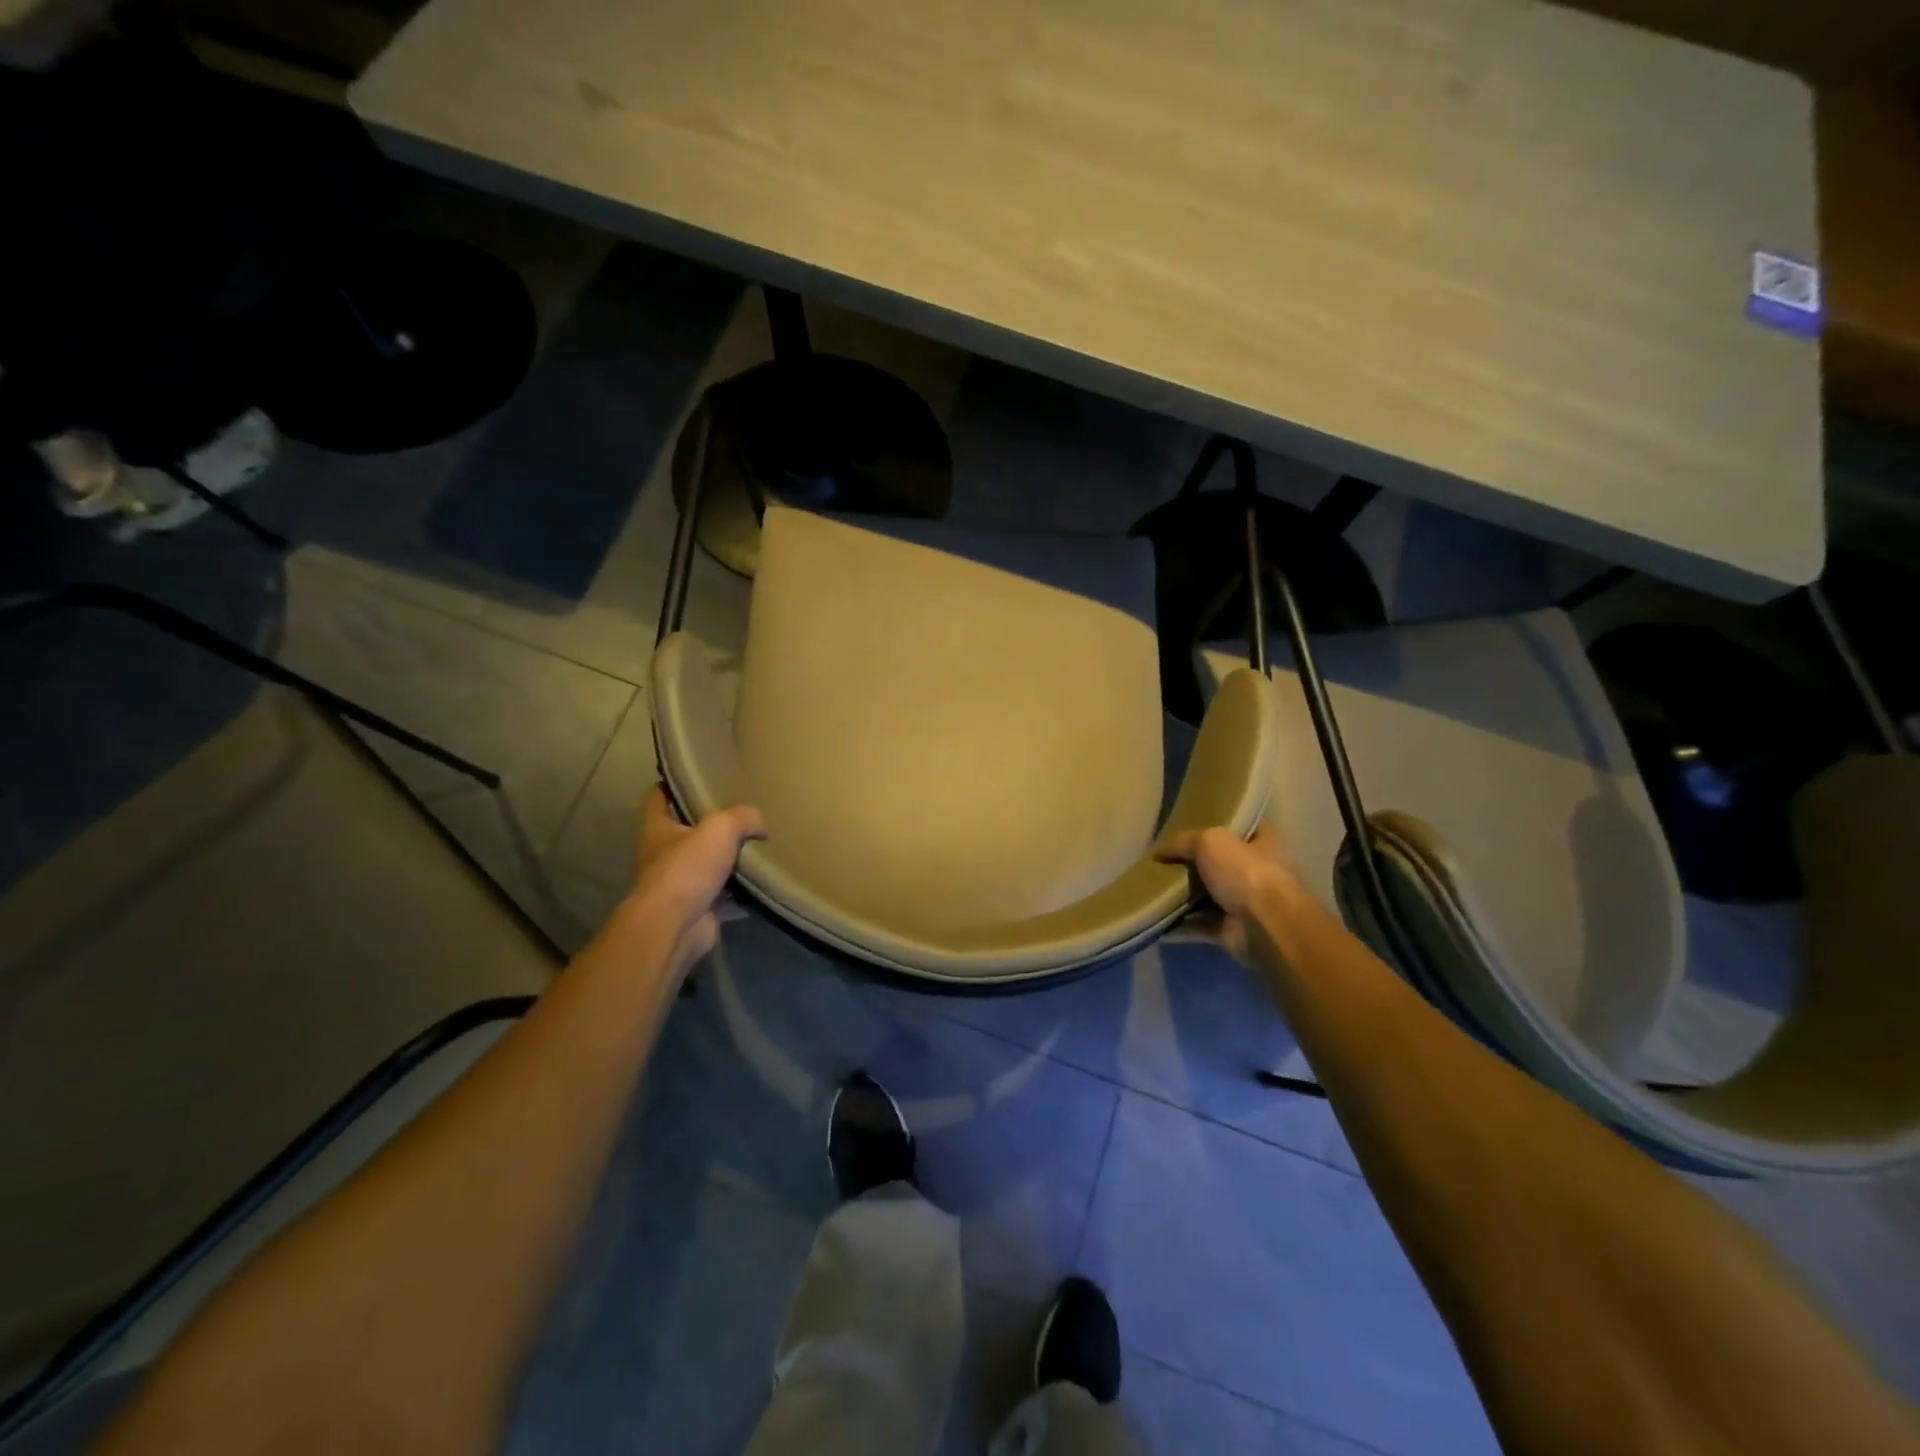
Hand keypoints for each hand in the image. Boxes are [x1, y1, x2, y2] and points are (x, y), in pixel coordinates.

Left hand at [630, 787, 764, 974]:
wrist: (675, 927)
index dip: (673, 784)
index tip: (697, 776)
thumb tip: (761, 825)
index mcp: (657, 828)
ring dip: (729, 861)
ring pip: (707, 866)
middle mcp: (662, 855)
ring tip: (760, 847)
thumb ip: (743, 817)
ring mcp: (679, 885)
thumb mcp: (720, 828)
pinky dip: (742, 894)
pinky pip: (725, 896)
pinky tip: (765, 884)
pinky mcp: (697, 909)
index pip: (659, 797)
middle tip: (743, 813)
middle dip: (711, 825)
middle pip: (687, 833)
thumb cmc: (687, 869)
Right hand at [1159, 820, 1299, 966]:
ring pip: (1207, 896)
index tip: (1195, 822)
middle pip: (1221, 863)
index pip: (1245, 827)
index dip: (1223, 822)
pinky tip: (1156, 917)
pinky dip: (1180, 924)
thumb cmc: (1244, 872)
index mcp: (1262, 844)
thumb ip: (1184, 842)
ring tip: (1151, 888)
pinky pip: (1199, 925)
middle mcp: (1256, 872)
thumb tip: (1159, 852)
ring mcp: (1244, 904)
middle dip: (1193, 863)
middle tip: (1163, 859)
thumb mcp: (1209, 841)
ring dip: (1183, 896)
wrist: (1263, 926)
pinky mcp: (1230, 930)